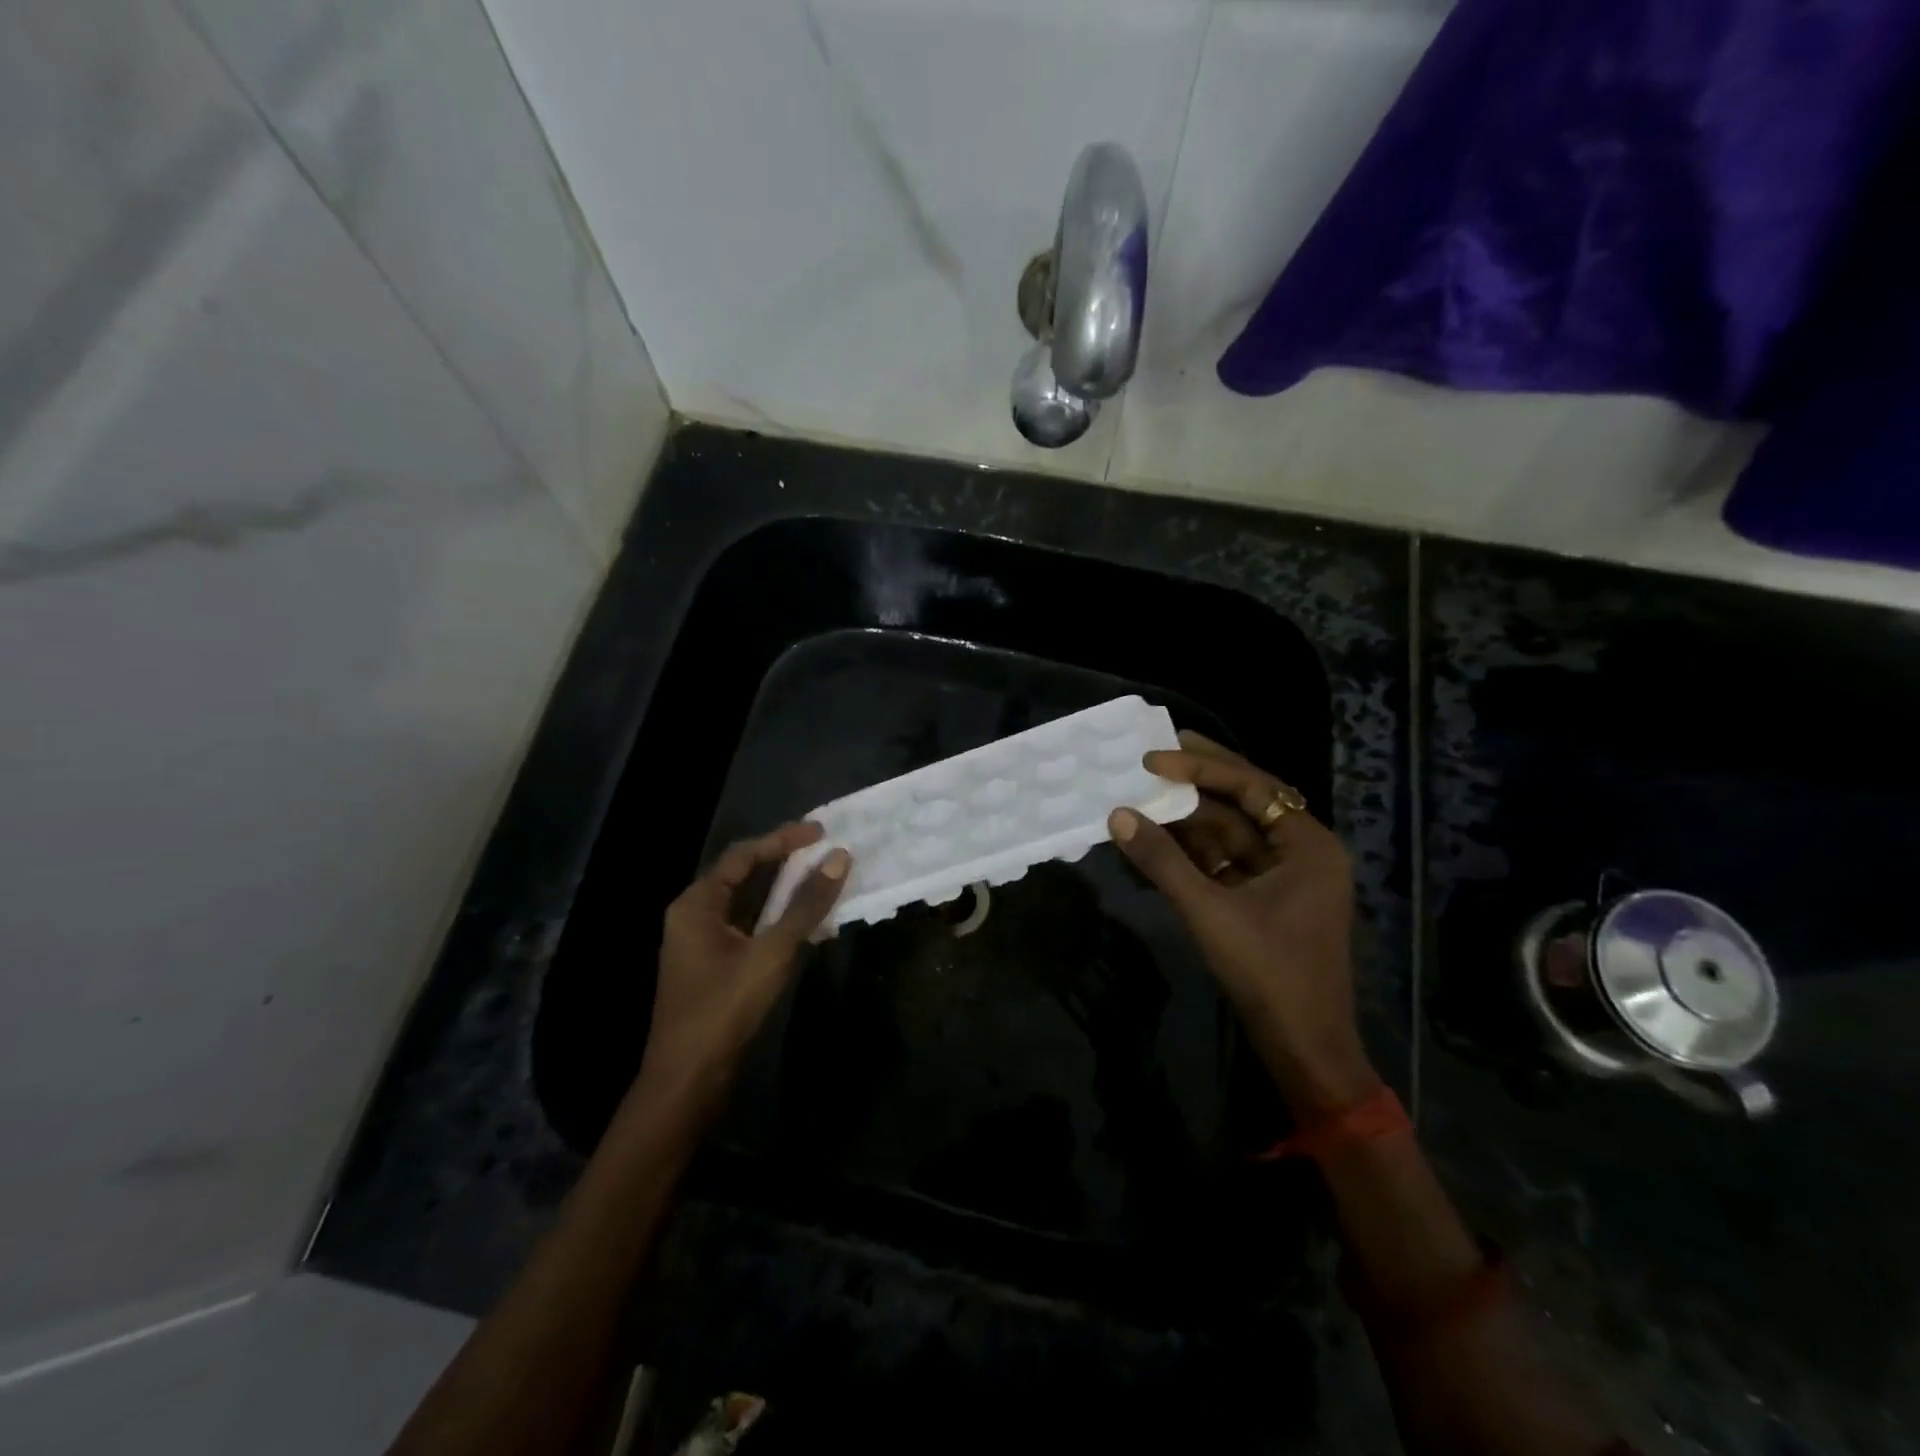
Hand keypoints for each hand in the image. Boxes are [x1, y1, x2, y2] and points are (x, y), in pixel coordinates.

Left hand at [635, 821, 850, 1107]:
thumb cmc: (723, 1009)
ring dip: (781, 888)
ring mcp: (700, 941)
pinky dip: (774, 916)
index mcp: (696, 903)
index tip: (820, 831)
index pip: (742, 855)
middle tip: (822, 848)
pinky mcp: (712, 964)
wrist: (686, 1080)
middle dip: (782, 859)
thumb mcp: (771, 953)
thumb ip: (805, 905)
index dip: (782, 839)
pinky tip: (803, 919)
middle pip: (741, 873)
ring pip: (745, 901)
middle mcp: (693, 914)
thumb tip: (838, 858)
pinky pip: (746, 925)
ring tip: (819, 875)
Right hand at [1108, 731, 1375, 1115]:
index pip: (1252, 787)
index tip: (1153, 757)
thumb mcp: (1211, 912)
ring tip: (1141, 795)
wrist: (1303, 1048)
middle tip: (1152, 753)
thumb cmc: (1269, 974)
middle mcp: (1300, 851)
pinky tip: (1152, 841)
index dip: (1201, 768)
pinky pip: (1222, 863)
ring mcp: (1281, 877)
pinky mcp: (1262, 900)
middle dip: (1196, 781)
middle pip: (1243, 802)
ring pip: (1228, 834)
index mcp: (1308, 844)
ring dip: (1186, 820)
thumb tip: (1118, 816)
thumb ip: (1163, 861)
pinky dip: (1189, 854)